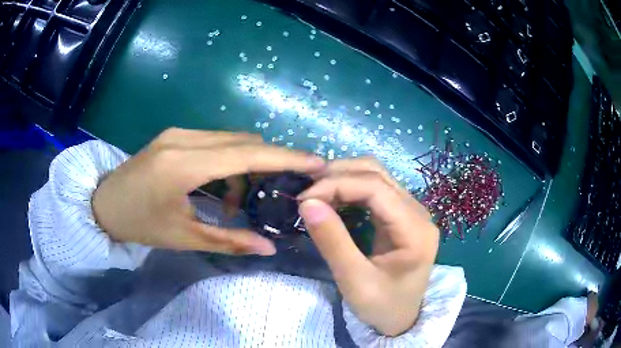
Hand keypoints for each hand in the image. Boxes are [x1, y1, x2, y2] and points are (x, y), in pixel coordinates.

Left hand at [92, 128, 324, 255]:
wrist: (104, 204)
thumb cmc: (139, 224)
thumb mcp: (183, 237)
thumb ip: (229, 241)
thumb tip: (269, 249)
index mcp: (183, 164)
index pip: (246, 155)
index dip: (286, 158)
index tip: (317, 162)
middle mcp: (184, 139)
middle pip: (244, 141)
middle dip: (272, 162)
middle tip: (286, 188)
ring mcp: (179, 133)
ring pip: (231, 139)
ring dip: (248, 165)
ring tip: (242, 201)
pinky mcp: (175, 135)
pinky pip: (215, 141)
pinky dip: (230, 161)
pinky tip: (222, 187)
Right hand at [297, 158, 438, 335]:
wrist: (400, 319)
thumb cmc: (381, 305)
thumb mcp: (354, 280)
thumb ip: (332, 241)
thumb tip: (307, 202)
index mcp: (415, 229)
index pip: (375, 187)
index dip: (337, 184)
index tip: (304, 198)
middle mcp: (418, 211)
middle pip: (377, 174)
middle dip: (338, 175)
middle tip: (306, 192)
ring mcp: (411, 211)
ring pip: (375, 175)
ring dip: (343, 177)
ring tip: (315, 191)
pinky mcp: (401, 215)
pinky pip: (375, 189)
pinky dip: (350, 187)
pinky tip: (332, 197)